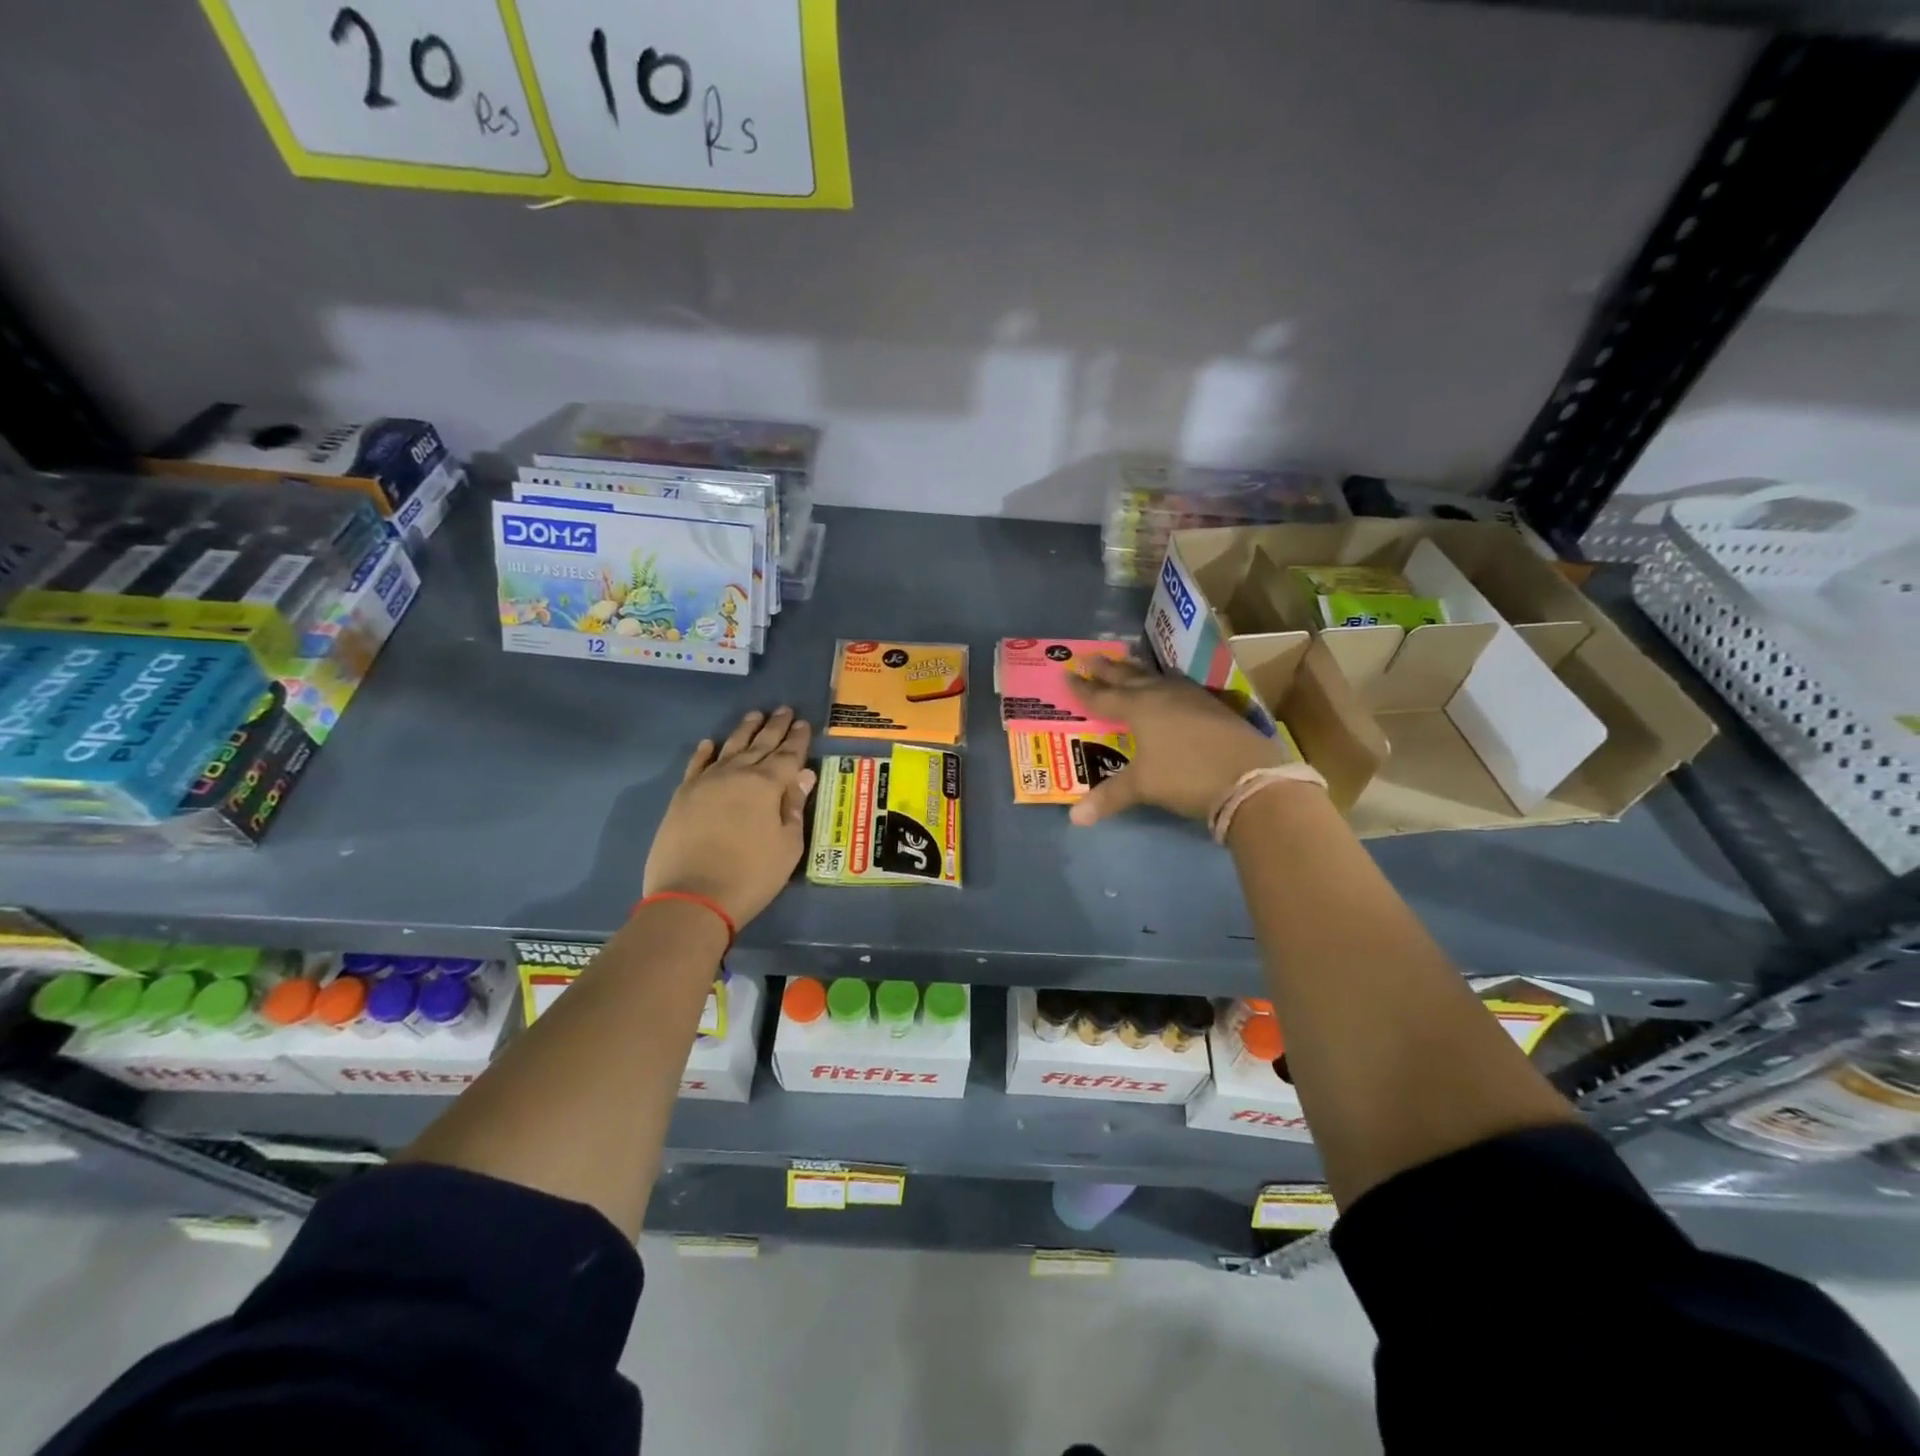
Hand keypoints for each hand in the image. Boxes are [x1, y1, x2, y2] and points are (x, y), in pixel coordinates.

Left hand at [643, 708, 817, 925]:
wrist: (692, 897)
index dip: (798, 739)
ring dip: (744, 730)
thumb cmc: (751, 875)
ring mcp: (706, 782)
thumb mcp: (788, 845)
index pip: (788, 755)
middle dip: (775, 726)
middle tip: (785, 710)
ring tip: (755, 715)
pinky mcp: (683, 796)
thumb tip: (803, 775)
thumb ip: (794, 807)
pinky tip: (709, 743)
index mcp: (767, 785)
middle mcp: (737, 774)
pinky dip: (705, 752)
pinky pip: (696, 765)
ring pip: (729, 747)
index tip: (804, 723)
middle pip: (760, 744)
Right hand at [1066, 657, 1290, 825]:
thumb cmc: (1186, 777)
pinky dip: (1164, 683)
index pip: (1102, 697)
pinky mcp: (1213, 705)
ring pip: (1156, 677)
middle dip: (1108, 669)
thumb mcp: (1144, 786)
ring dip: (1137, 671)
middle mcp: (1162, 695)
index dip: (1083, 689)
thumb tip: (1075, 818)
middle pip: (1129, 677)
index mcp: (1138, 708)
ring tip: (1126, 663)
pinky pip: (1178, 686)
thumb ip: (1109, 796)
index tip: (1067, 674)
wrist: (1249, 777)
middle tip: (1090, 656)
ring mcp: (1191, 697)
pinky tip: (1168, 687)